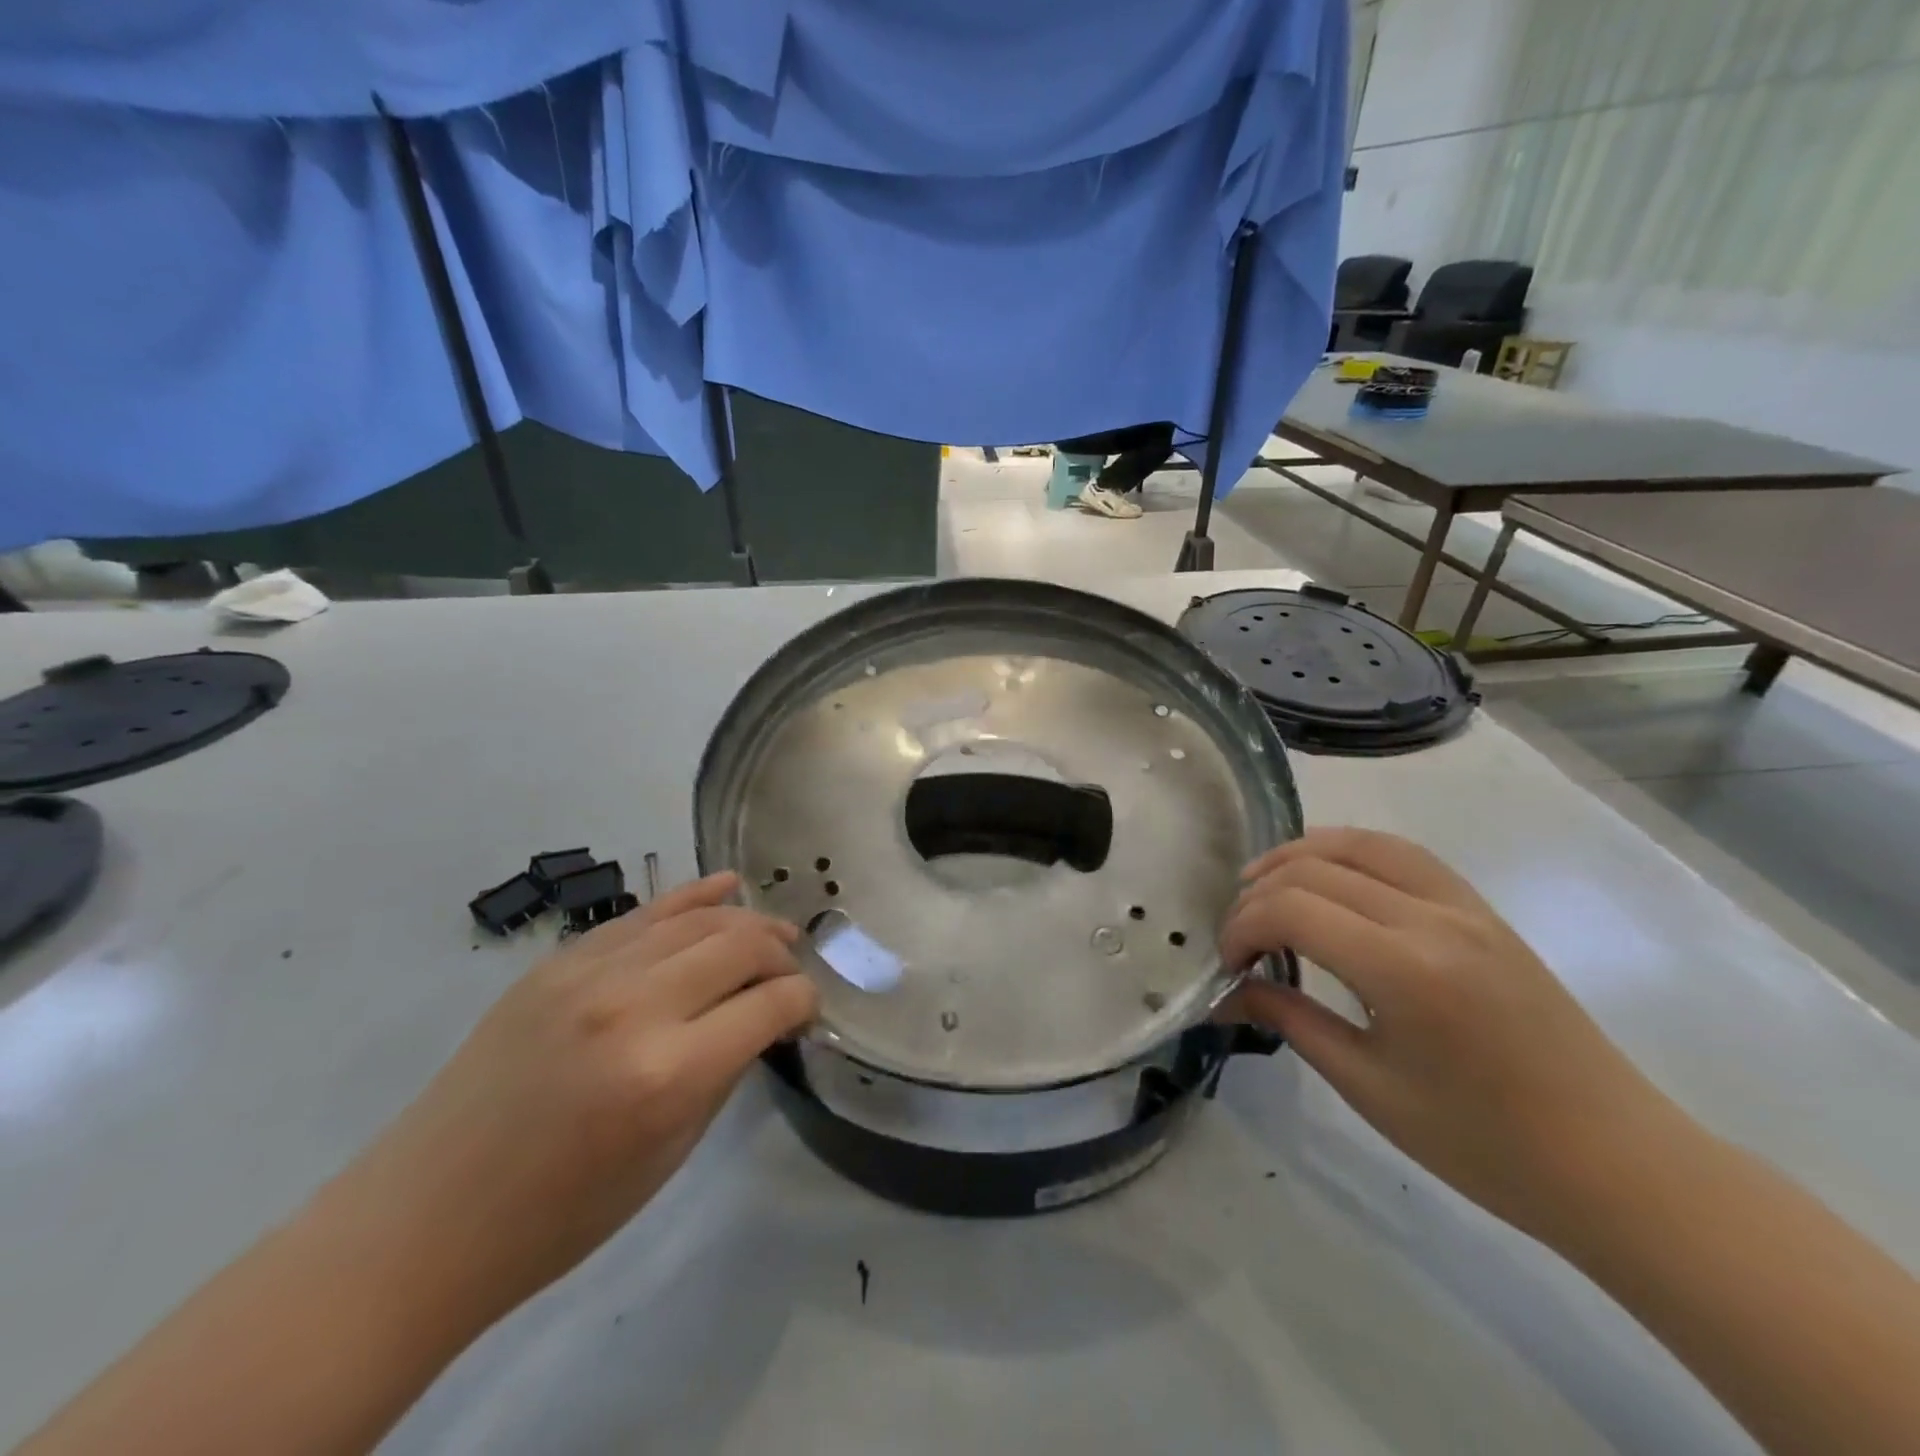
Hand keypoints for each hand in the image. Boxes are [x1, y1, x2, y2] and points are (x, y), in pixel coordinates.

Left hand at [325, 872, 817, 1323]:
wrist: (426, 1218)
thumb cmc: (558, 1214)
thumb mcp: (668, 1155)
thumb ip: (724, 1071)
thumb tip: (762, 1019)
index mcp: (669, 1072)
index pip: (771, 1004)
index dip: (804, 1002)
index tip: (807, 1013)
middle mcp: (635, 1006)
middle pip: (741, 946)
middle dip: (780, 956)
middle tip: (790, 974)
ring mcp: (591, 973)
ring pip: (698, 919)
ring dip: (747, 922)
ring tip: (773, 934)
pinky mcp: (560, 961)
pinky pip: (644, 913)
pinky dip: (693, 897)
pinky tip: (727, 886)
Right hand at [1221, 828, 1678, 1240]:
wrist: (1617, 1165)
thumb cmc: (1486, 1145)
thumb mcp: (1370, 1089)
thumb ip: (1290, 1023)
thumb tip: (1227, 994)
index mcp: (1405, 970)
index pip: (1293, 910)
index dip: (1242, 927)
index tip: (1227, 964)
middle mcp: (1433, 919)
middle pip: (1316, 870)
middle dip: (1259, 896)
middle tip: (1238, 939)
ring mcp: (1464, 907)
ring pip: (1361, 844)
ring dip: (1299, 855)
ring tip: (1261, 882)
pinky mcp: (1482, 911)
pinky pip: (1403, 856)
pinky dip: (1349, 852)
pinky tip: (1327, 875)